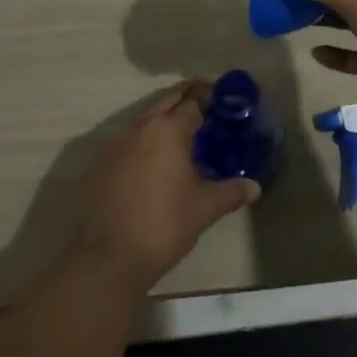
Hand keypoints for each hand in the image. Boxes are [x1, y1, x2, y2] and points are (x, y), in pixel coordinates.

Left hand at [70, 82, 259, 294]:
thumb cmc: (164, 225)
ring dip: (164, 121)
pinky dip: (146, 142)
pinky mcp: (101, 164)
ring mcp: (117, 144)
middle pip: (167, 102)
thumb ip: (231, 192)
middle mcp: (141, 127)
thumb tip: (255, 187)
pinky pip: (130, 141)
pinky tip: (156, 162)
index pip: (193, 101)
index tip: (223, 99)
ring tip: (184, 136)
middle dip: (187, 99)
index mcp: (168, 129)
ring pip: (146, 121)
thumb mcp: (204, 208)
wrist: (107, 259)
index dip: (209, 97)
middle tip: (207, 108)